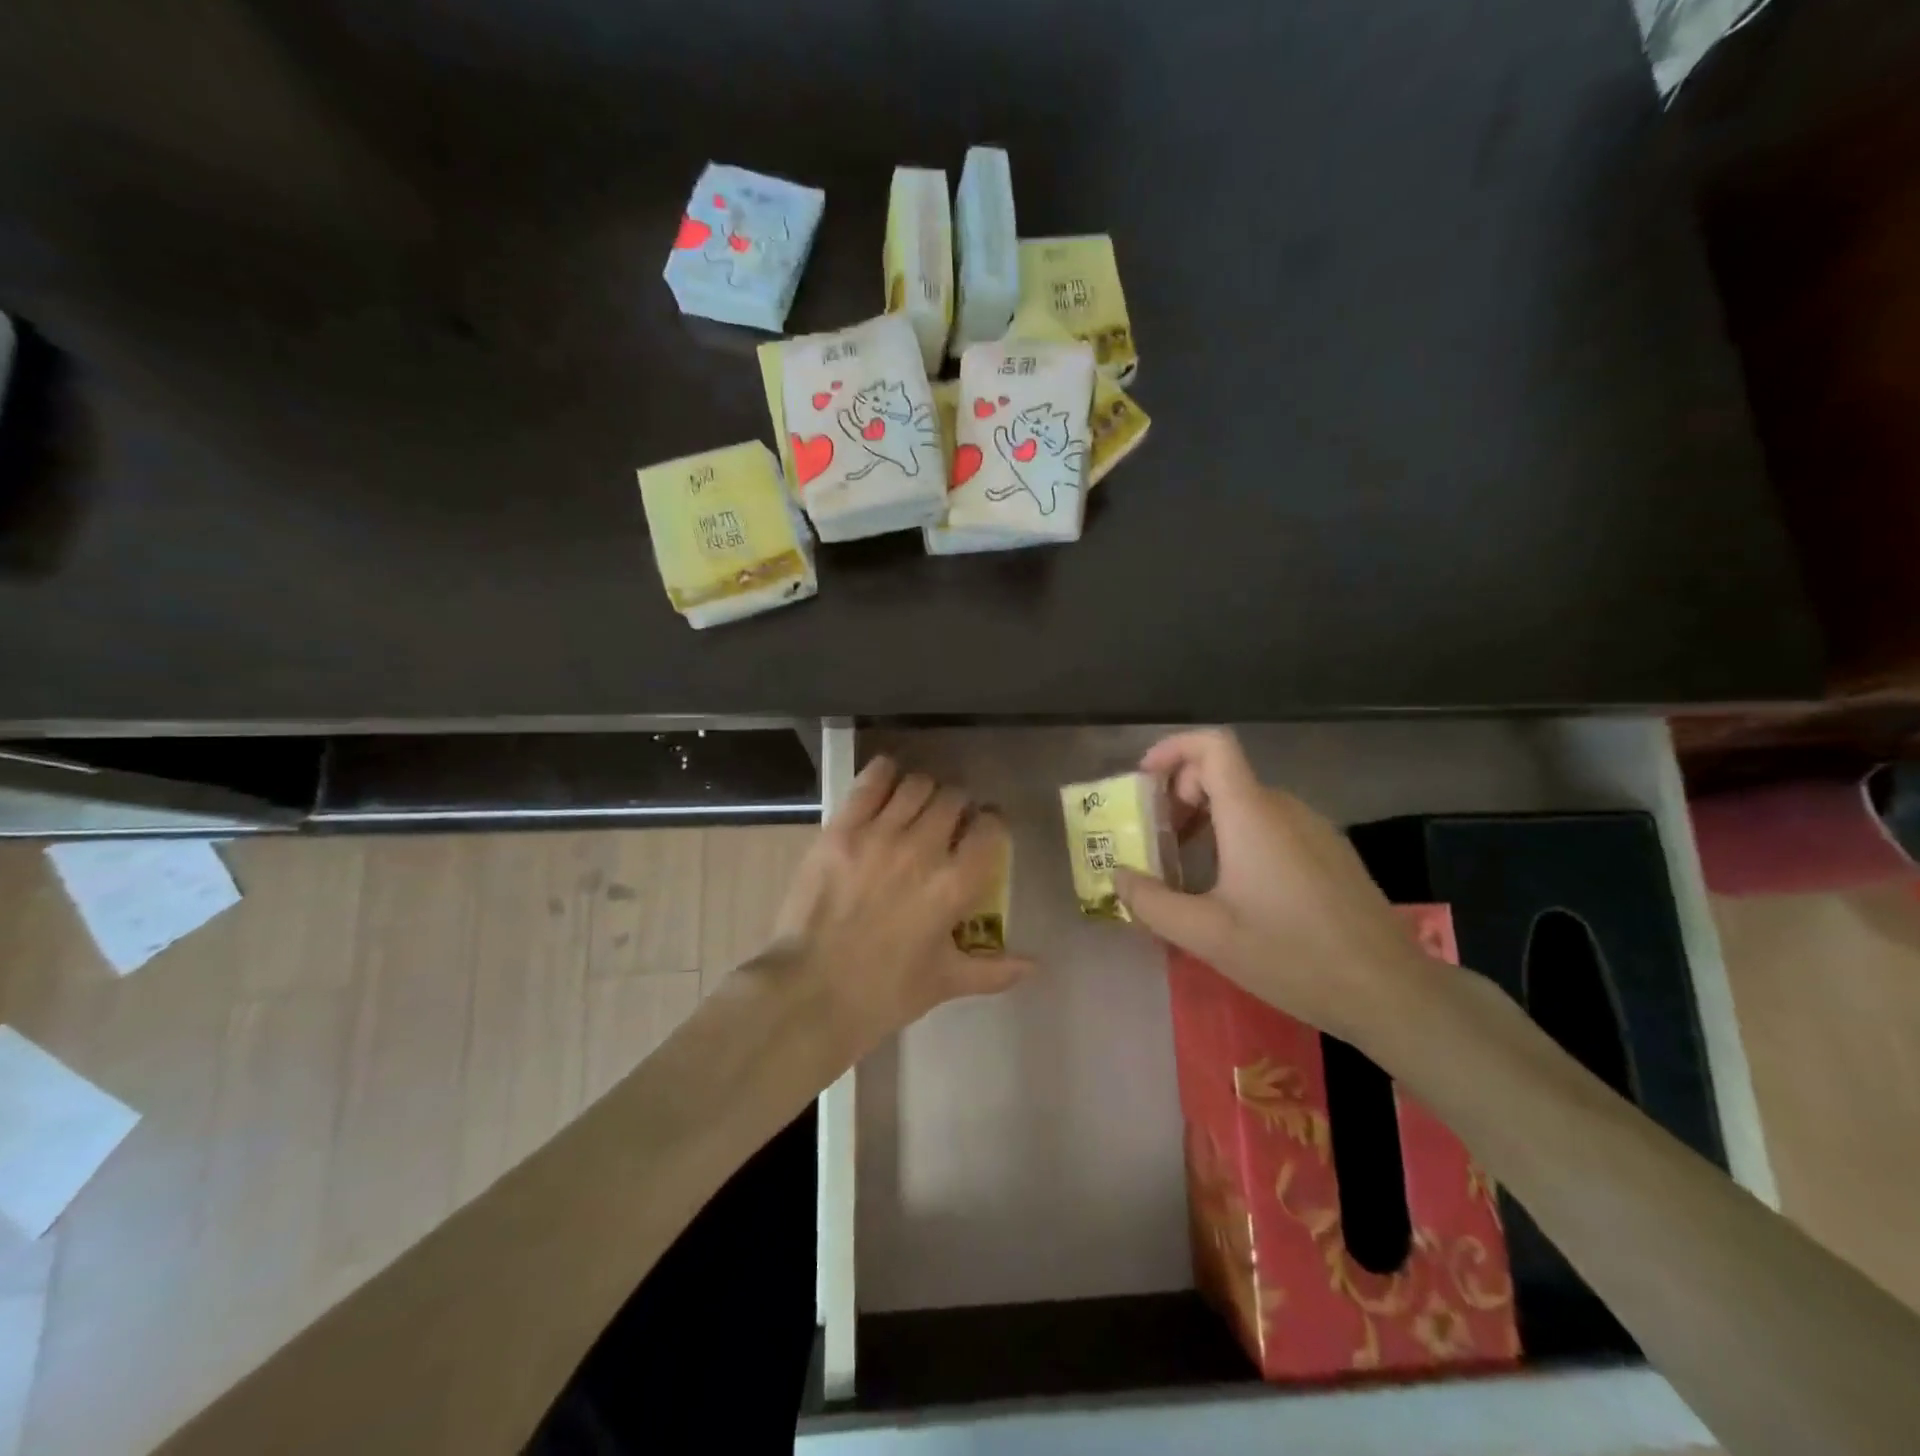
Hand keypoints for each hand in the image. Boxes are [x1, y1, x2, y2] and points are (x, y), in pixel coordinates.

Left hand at [768, 756, 1033, 1052]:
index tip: (983, 832)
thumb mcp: (944, 983)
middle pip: (954, 798)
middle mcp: (924, 849)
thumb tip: (1034, 966)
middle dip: (958, 807)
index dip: (992, 825)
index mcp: (955, 885)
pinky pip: (871, 781)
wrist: (809, 992)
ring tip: (916, 806)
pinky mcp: (842, 827)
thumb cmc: (883, 993)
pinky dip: (885, 774)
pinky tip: (887, 783)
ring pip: (917, 784)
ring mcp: (880, 834)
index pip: (991, 828)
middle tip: (947, 823)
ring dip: (924, 791)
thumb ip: (993, 970)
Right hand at [1113, 728, 1430, 1046]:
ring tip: (1186, 868)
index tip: (1144, 781)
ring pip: (1247, 802)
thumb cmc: (1292, 955)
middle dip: (1179, 796)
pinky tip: (1233, 887)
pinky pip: (1272, 824)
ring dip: (1207, 819)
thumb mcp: (1207, 936)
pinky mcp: (1330, 852)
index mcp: (1252, 814)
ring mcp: (1313, 828)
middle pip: (1223, 774)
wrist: (1390, 992)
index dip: (1173, 748)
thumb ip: (1152, 902)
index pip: (1212, 745)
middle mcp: (1284, 808)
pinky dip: (1238, 836)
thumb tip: (1117, 876)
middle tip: (1155, 839)